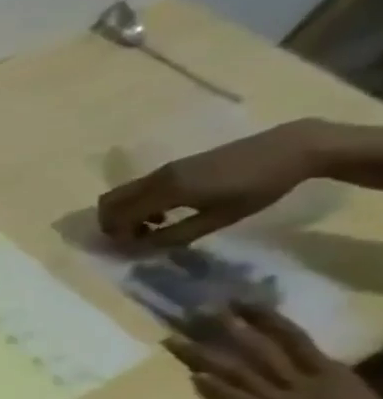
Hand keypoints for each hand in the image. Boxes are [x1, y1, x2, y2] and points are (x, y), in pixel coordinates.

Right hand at [98, 118, 326, 247]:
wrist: (290, 149)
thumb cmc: (259, 188)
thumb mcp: (220, 218)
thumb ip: (177, 235)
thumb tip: (142, 248)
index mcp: (167, 190)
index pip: (120, 215)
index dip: (118, 235)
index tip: (132, 249)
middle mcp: (157, 178)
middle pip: (109, 201)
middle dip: (110, 224)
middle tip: (131, 239)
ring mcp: (163, 170)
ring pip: (121, 194)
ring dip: (124, 214)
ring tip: (150, 228)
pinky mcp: (172, 167)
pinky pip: (137, 188)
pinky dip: (136, 204)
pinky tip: (163, 213)